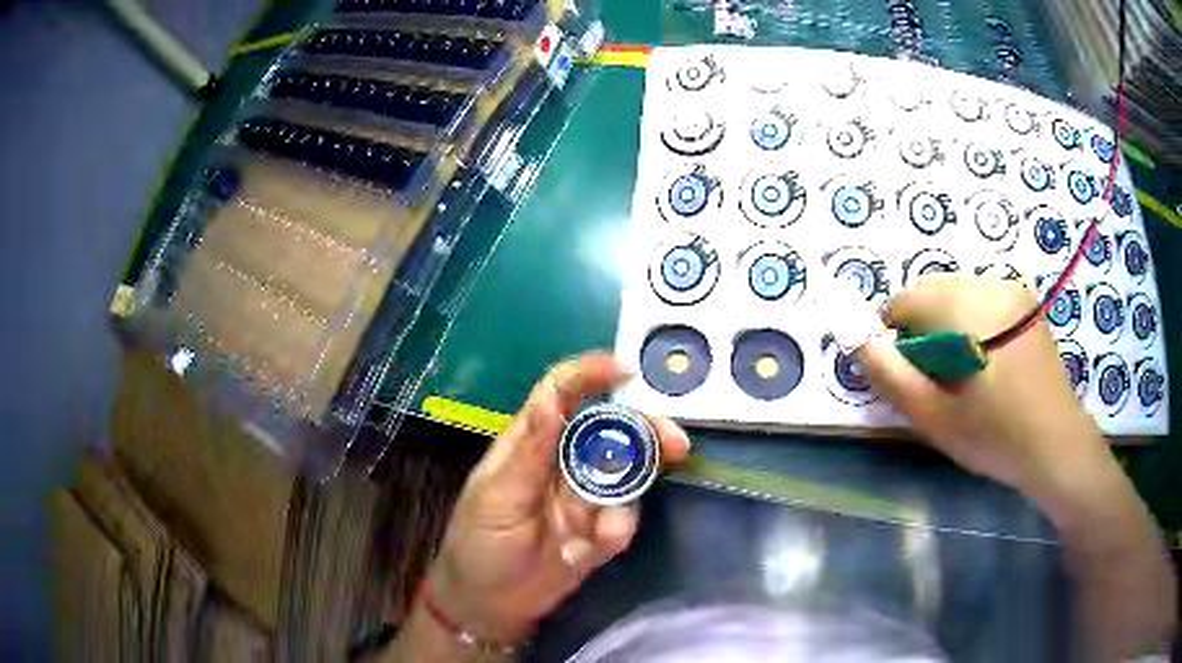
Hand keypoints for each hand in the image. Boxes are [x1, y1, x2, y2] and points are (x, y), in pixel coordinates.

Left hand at [425, 352, 689, 645]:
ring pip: (626, 475)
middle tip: (674, 443)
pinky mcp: (599, 532)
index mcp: (531, 443)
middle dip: (645, 431)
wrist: (488, 604)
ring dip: (631, 492)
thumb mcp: (497, 496)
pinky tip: (596, 547)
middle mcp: (564, 462)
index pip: (562, 394)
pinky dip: (618, 529)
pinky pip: (623, 520)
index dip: (591, 375)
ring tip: (609, 527)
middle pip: (611, 430)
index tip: (626, 370)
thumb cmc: (479, 543)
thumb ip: (531, 451)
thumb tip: (554, 397)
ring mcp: (585, 497)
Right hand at [852, 274, 1108, 493]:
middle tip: (935, 379)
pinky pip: (980, 298)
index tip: (905, 376)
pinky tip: (986, 361)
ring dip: (945, 324)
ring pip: (956, 293)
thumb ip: (889, 374)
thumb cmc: (995, 437)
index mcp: (968, 307)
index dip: (893, 337)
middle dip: (921, 329)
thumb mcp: (935, 417)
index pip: (905, 302)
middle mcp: (990, 283)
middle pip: (931, 292)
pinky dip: (969, 321)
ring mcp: (1012, 288)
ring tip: (962, 372)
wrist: (1056, 445)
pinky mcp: (1025, 301)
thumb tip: (854, 337)